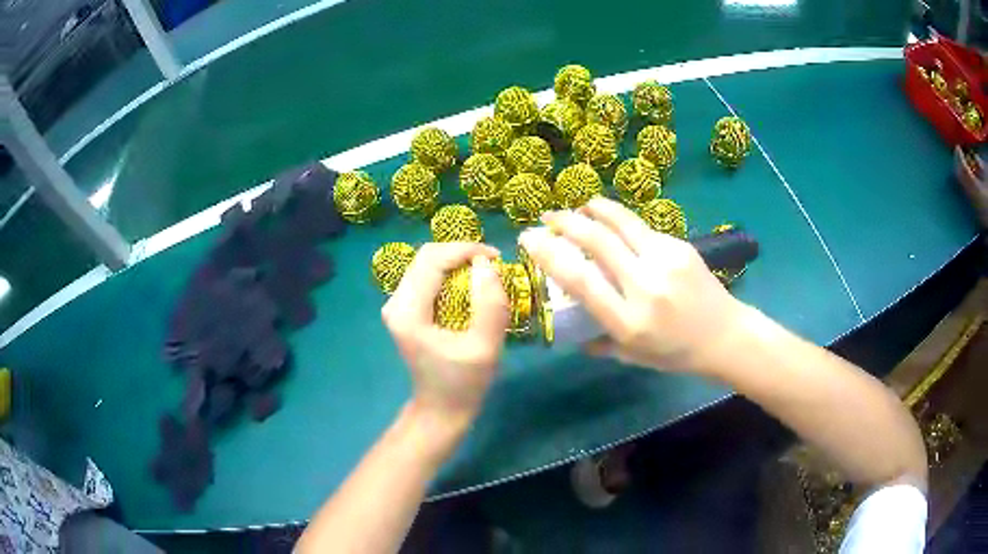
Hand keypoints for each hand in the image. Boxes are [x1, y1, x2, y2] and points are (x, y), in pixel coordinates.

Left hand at [382, 242, 508, 425]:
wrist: (440, 409)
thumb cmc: (463, 384)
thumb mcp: (484, 348)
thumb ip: (489, 305)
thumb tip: (486, 264)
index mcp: (408, 312)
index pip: (432, 259)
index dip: (465, 250)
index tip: (497, 259)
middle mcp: (395, 302)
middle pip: (426, 256)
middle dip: (462, 253)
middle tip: (493, 266)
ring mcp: (397, 305)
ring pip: (426, 263)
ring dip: (457, 262)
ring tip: (486, 275)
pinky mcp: (404, 308)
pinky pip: (427, 276)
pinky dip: (450, 273)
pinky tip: (469, 286)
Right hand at [519, 197, 744, 372]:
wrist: (725, 335)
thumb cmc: (676, 353)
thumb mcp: (632, 357)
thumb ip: (599, 342)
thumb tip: (570, 332)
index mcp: (629, 321)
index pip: (581, 279)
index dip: (549, 254)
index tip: (528, 239)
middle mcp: (645, 286)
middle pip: (597, 240)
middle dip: (565, 221)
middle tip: (546, 217)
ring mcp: (666, 261)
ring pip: (620, 222)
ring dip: (592, 209)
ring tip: (577, 207)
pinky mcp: (680, 246)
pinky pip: (641, 227)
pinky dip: (619, 220)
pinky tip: (611, 222)